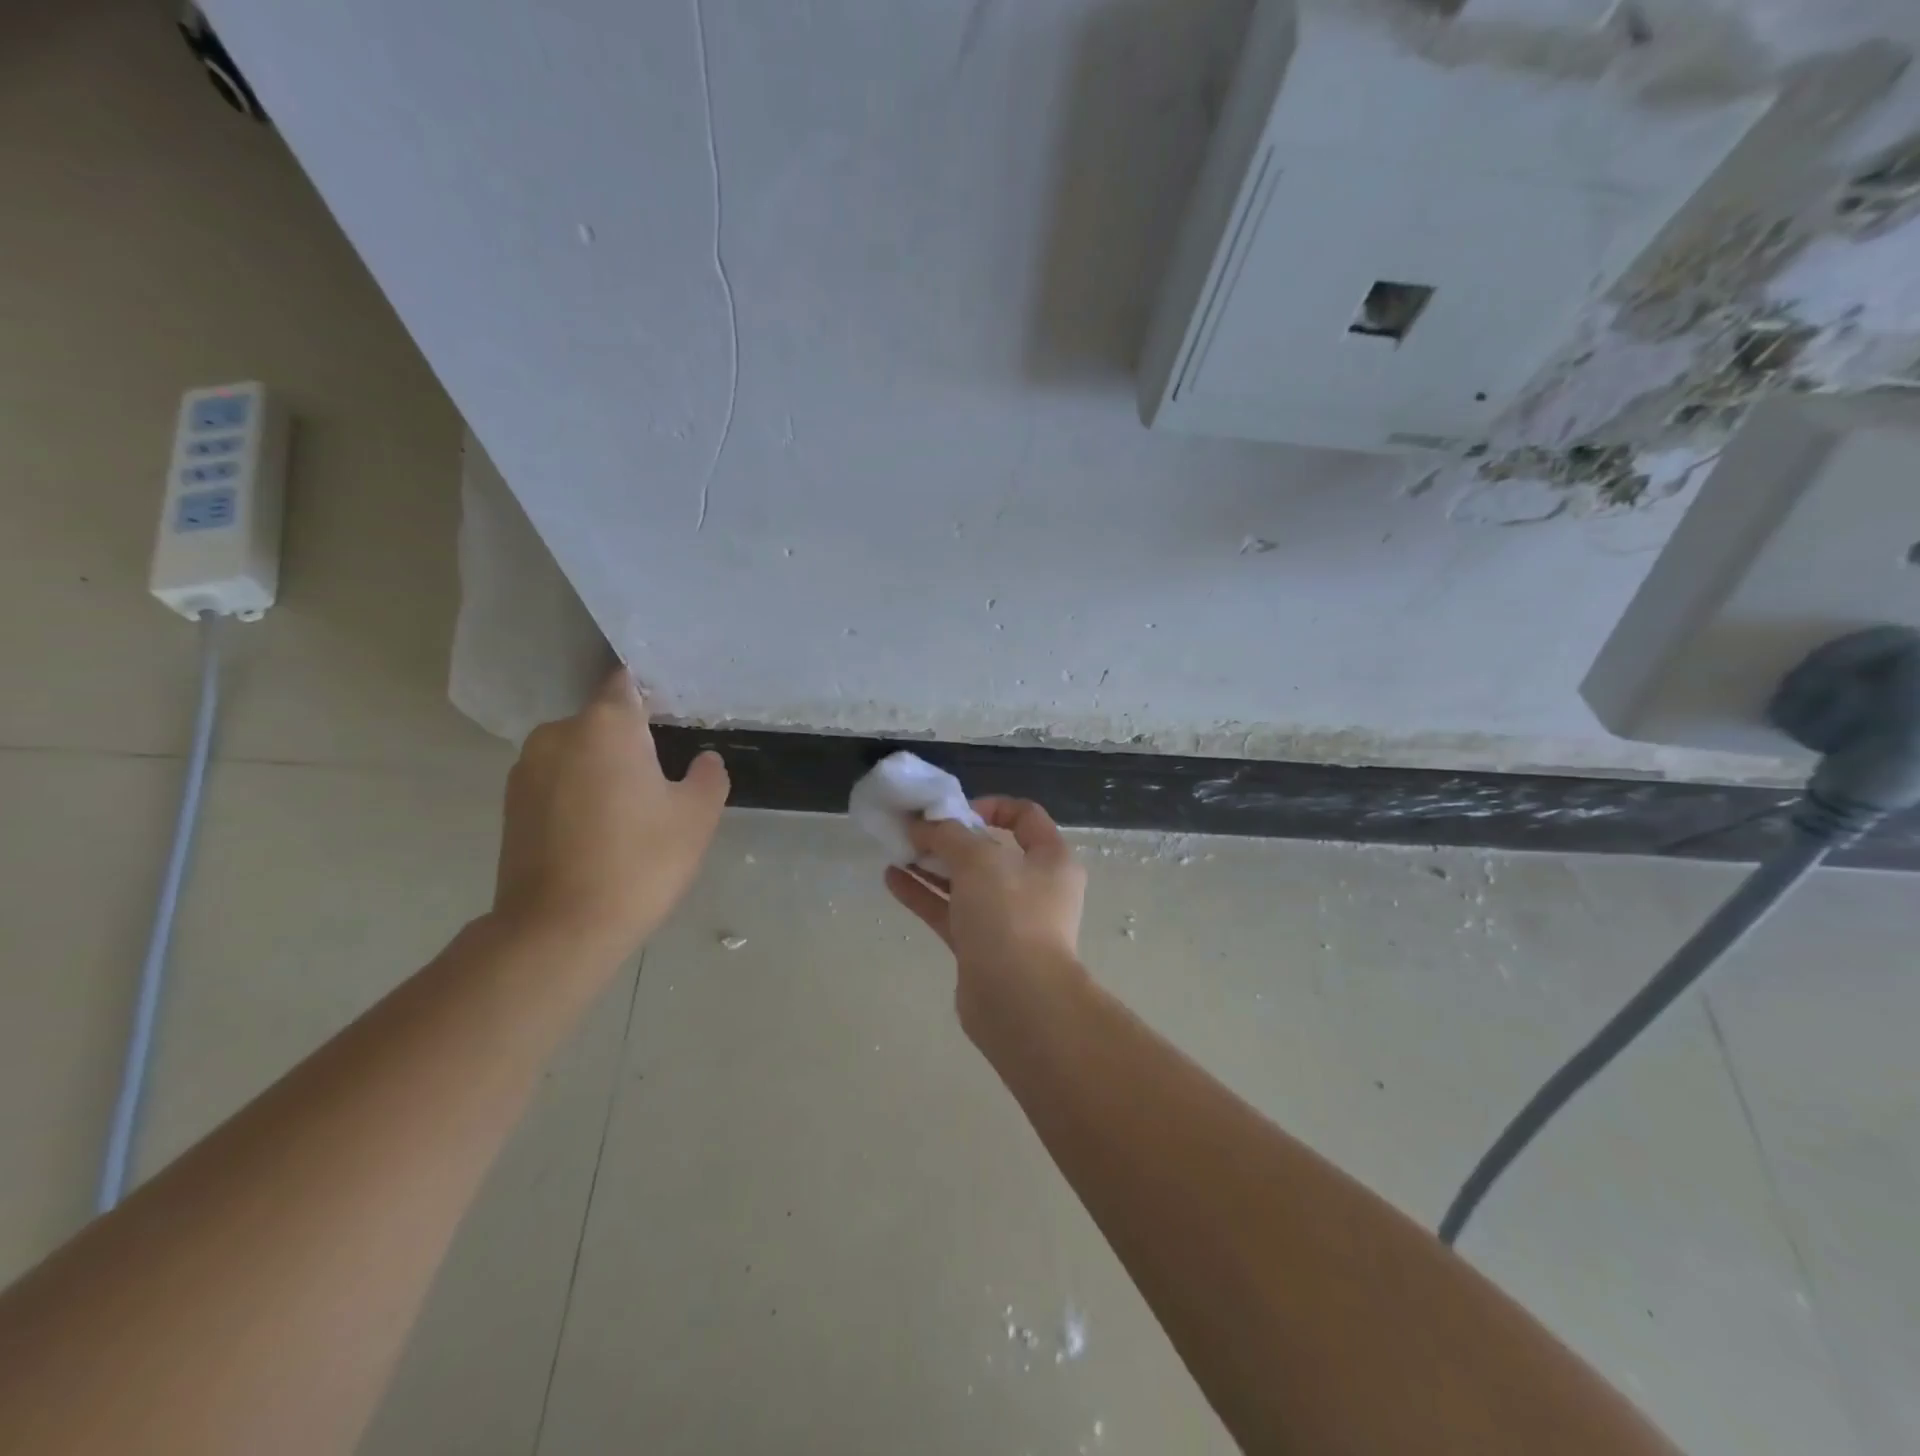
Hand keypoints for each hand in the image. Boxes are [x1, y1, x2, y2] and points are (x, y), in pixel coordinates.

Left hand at [493, 667, 728, 962]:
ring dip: (603, 769)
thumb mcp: (697, 816)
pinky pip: (557, 781)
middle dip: (632, 741)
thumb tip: (703, 761)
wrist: (558, 930)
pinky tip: (599, 832)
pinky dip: (579, 793)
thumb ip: (708, 776)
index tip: (675, 717)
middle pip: (604, 722)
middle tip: (663, 779)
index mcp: (606, 725)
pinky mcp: (510, 804)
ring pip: (579, 753)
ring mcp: (526, 769)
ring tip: (631, 812)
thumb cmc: (639, 861)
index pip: (628, 682)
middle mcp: (558, 734)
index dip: (653, 694)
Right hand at [885, 796, 1087, 1035]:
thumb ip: (948, 834)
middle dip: (950, 838)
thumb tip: (923, 824)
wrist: (1018, 1001)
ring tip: (896, 849)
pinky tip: (892, 879)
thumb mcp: (979, 860)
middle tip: (914, 830)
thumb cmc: (1010, 916)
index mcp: (1051, 859)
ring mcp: (1008, 920)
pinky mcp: (982, 948)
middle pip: (989, 851)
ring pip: (965, 883)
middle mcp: (1034, 887)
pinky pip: (951, 912)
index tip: (955, 811)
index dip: (990, 806)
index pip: (1025, 817)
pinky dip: (924, 895)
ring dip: (932, 865)